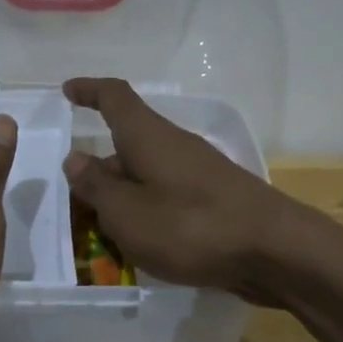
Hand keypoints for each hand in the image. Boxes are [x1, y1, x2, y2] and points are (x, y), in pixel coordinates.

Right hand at [61, 77, 297, 297]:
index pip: (115, 98)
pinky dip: (146, 213)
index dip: (89, 91)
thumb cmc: (191, 226)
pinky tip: (142, 247)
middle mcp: (173, 145)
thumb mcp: (127, 213)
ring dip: (121, 198)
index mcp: (148, 136)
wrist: (275, 251)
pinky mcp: (213, 200)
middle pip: (126, 146)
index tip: (68, 91)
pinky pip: (166, 197)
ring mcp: (197, 173)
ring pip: (146, 176)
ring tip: (103, 236)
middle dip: (98, 172)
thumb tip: (76, 160)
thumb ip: (97, 188)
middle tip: (74, 207)